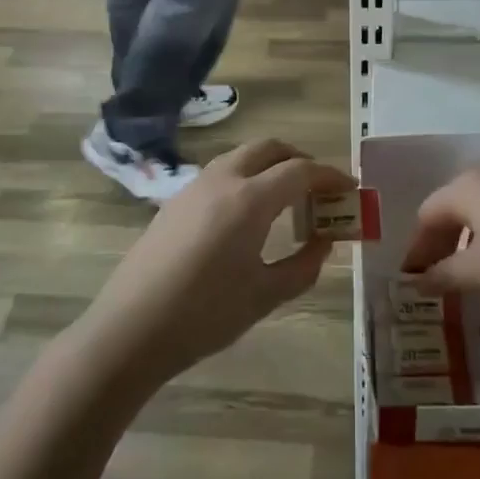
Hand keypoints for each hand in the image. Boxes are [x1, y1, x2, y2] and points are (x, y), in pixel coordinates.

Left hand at [81, 140, 351, 385]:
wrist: (130, 329)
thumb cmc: (205, 315)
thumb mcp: (264, 296)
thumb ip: (303, 266)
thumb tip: (325, 242)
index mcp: (250, 199)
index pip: (300, 171)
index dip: (329, 176)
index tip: (349, 188)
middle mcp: (223, 179)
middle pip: (270, 148)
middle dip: (299, 159)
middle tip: (318, 188)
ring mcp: (194, 186)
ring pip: (242, 156)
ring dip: (270, 166)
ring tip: (286, 200)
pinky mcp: (175, 200)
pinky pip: (221, 173)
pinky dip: (246, 177)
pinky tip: (247, 215)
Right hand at [402, 163, 479, 313]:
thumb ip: (445, 274)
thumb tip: (418, 282)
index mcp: (466, 187)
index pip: (428, 214)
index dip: (418, 247)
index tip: (413, 279)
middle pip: (453, 206)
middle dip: (442, 241)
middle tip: (437, 276)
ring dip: (469, 236)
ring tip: (471, 269)